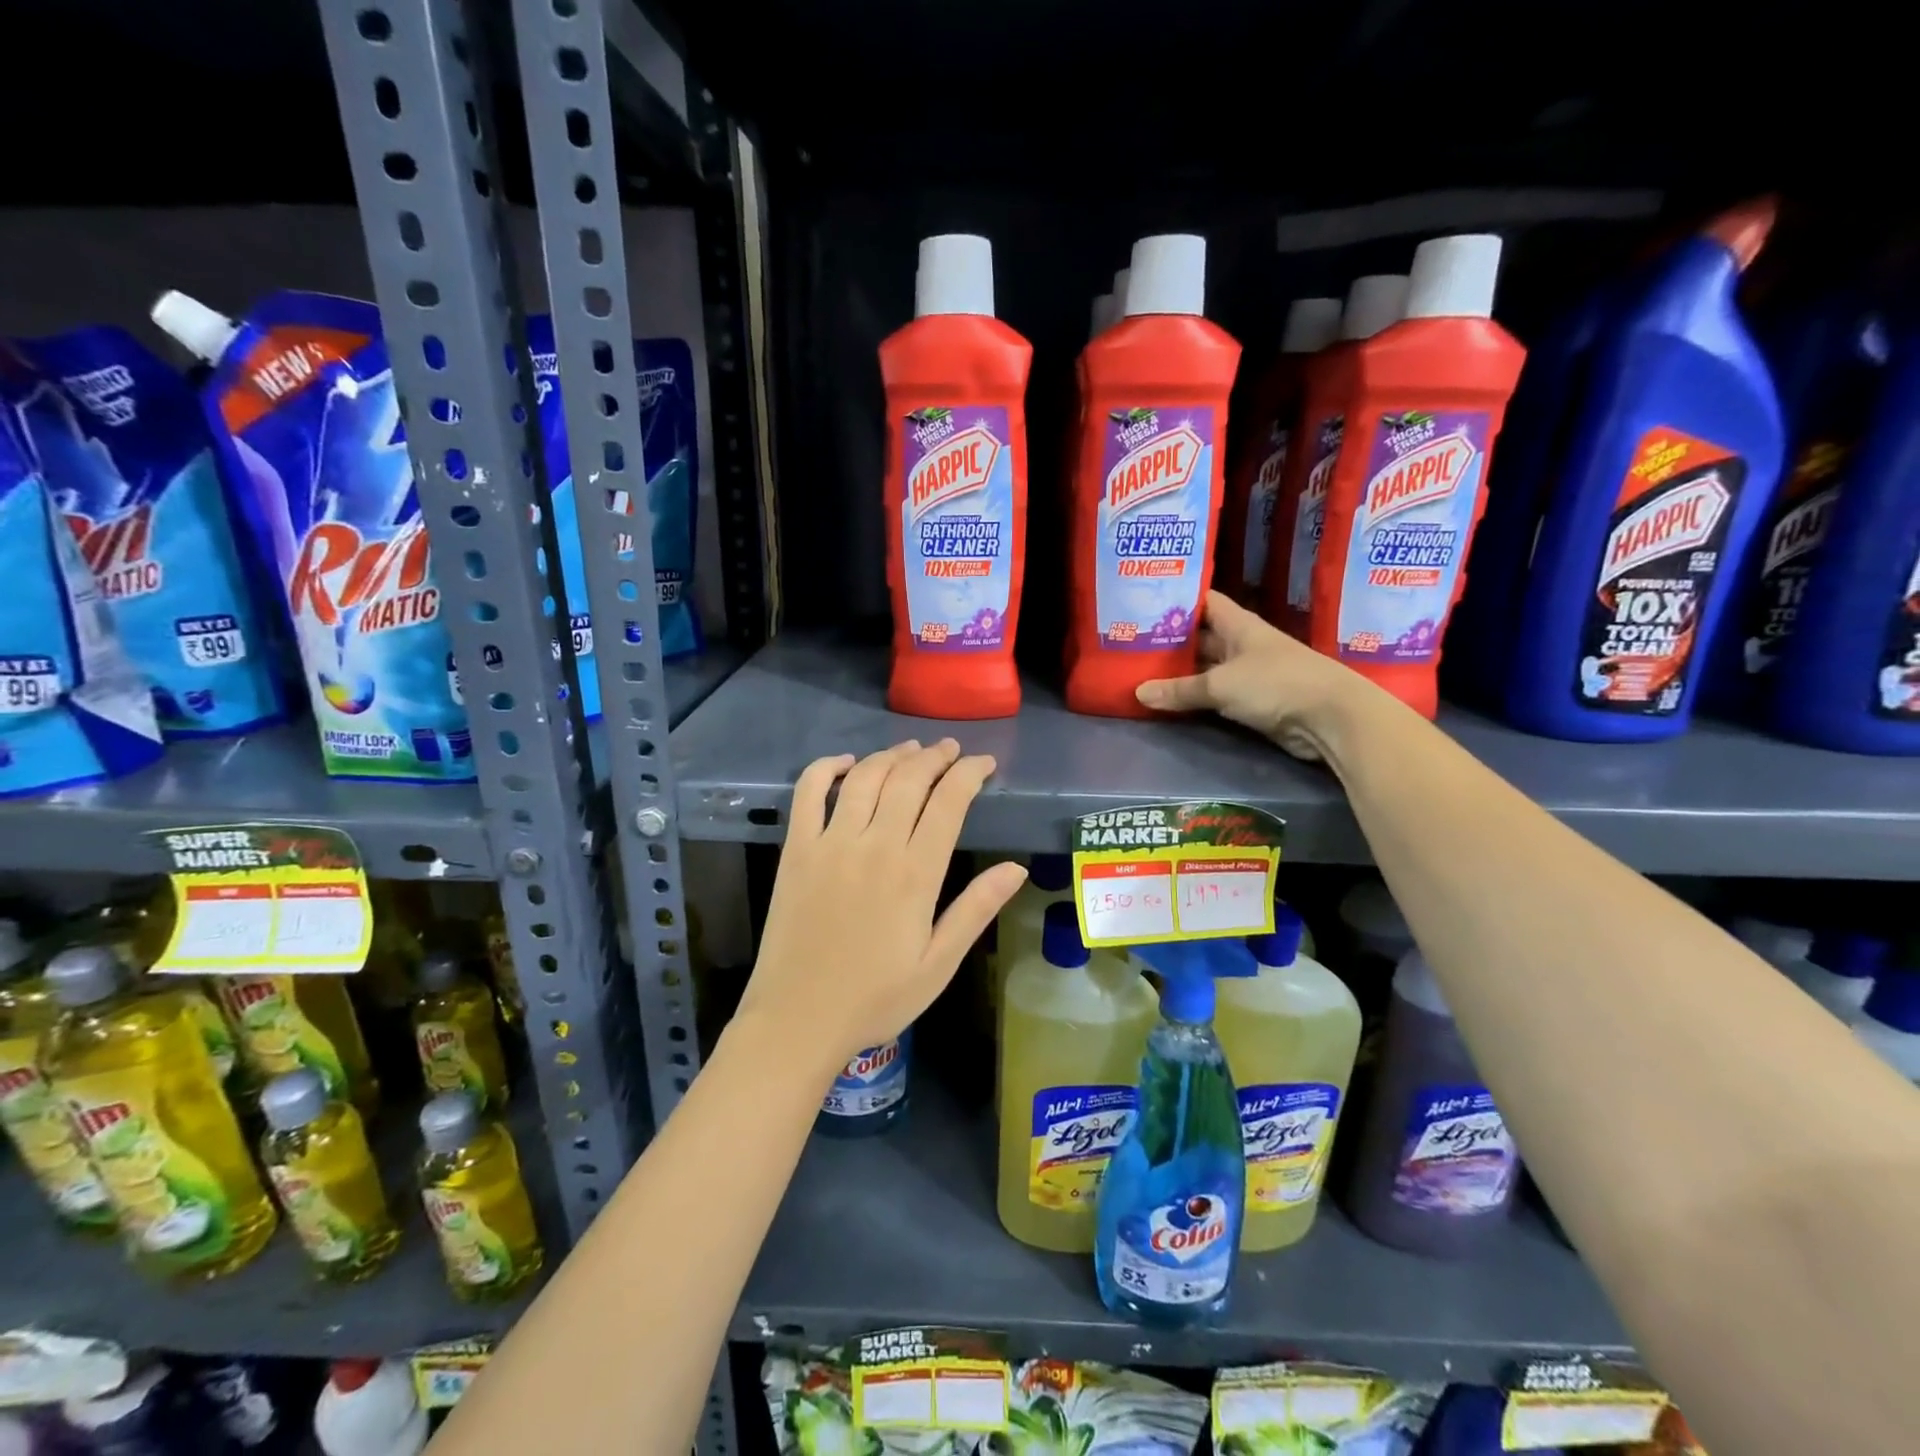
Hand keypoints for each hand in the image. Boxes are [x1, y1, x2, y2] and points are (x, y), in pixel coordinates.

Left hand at [737, 739, 1027, 1070]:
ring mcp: (830, 843)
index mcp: (915, 874)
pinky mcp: (796, 850)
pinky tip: (846, 762)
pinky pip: (809, 793)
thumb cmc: (876, 998)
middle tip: (951, 750)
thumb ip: (976, 909)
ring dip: (892, 755)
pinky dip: (827, 768)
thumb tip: (1016, 868)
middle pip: (909, 780)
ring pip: (866, 778)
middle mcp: (874, 846)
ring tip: (912, 750)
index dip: (970, 774)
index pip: (949, 803)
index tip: (985, 763)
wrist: (798, 1020)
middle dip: (935, 757)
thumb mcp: (939, 964)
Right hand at [1134, 591, 1369, 760]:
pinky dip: (1194, 697)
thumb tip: (1139, 693)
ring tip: (1139, 671)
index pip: (1202, 601)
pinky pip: (1215, 694)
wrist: (1329, 718)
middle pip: (1200, 636)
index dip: (1176, 599)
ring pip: (1205, 667)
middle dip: (1169, 640)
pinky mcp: (1251, 700)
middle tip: (1129, 643)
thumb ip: (1179, 690)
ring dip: (1179, 672)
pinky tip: (1167, 699)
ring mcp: (1247, 673)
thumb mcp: (1220, 685)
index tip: (1143, 602)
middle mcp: (1241, 644)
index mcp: (1238, 624)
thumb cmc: (1275, 684)